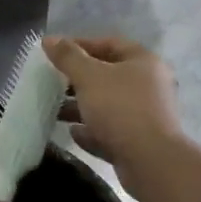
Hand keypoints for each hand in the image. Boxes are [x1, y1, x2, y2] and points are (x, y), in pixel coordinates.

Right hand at [43, 36, 186, 189]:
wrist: (151, 162)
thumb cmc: (120, 108)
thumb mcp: (89, 76)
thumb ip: (68, 57)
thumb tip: (49, 39)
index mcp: (142, 62)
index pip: (108, 43)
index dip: (80, 45)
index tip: (54, 53)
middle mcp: (148, 85)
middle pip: (108, 75)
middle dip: (77, 79)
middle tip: (52, 82)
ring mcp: (146, 115)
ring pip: (108, 105)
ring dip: (81, 107)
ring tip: (54, 110)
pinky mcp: (140, 142)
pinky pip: (111, 131)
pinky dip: (92, 130)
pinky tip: (72, 133)